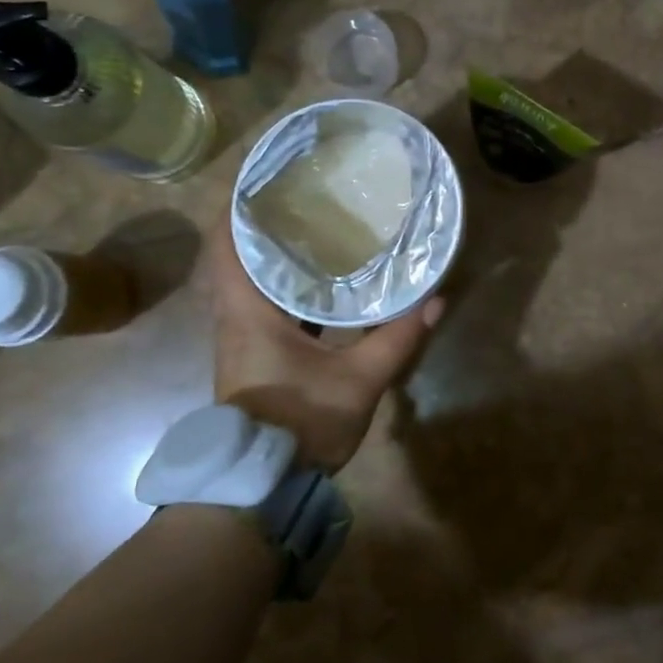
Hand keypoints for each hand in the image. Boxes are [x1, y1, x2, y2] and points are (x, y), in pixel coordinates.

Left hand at [207, 219, 442, 472]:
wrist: (261, 486)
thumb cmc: (300, 423)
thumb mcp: (359, 380)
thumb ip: (397, 338)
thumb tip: (434, 300)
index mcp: (248, 312)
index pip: (228, 244)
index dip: (240, 205)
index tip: (268, 177)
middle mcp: (235, 317)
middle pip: (238, 256)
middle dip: (265, 223)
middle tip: (305, 195)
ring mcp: (241, 338)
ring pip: (251, 281)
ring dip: (275, 254)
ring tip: (317, 227)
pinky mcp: (253, 355)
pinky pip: (263, 304)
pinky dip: (285, 284)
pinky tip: (321, 281)